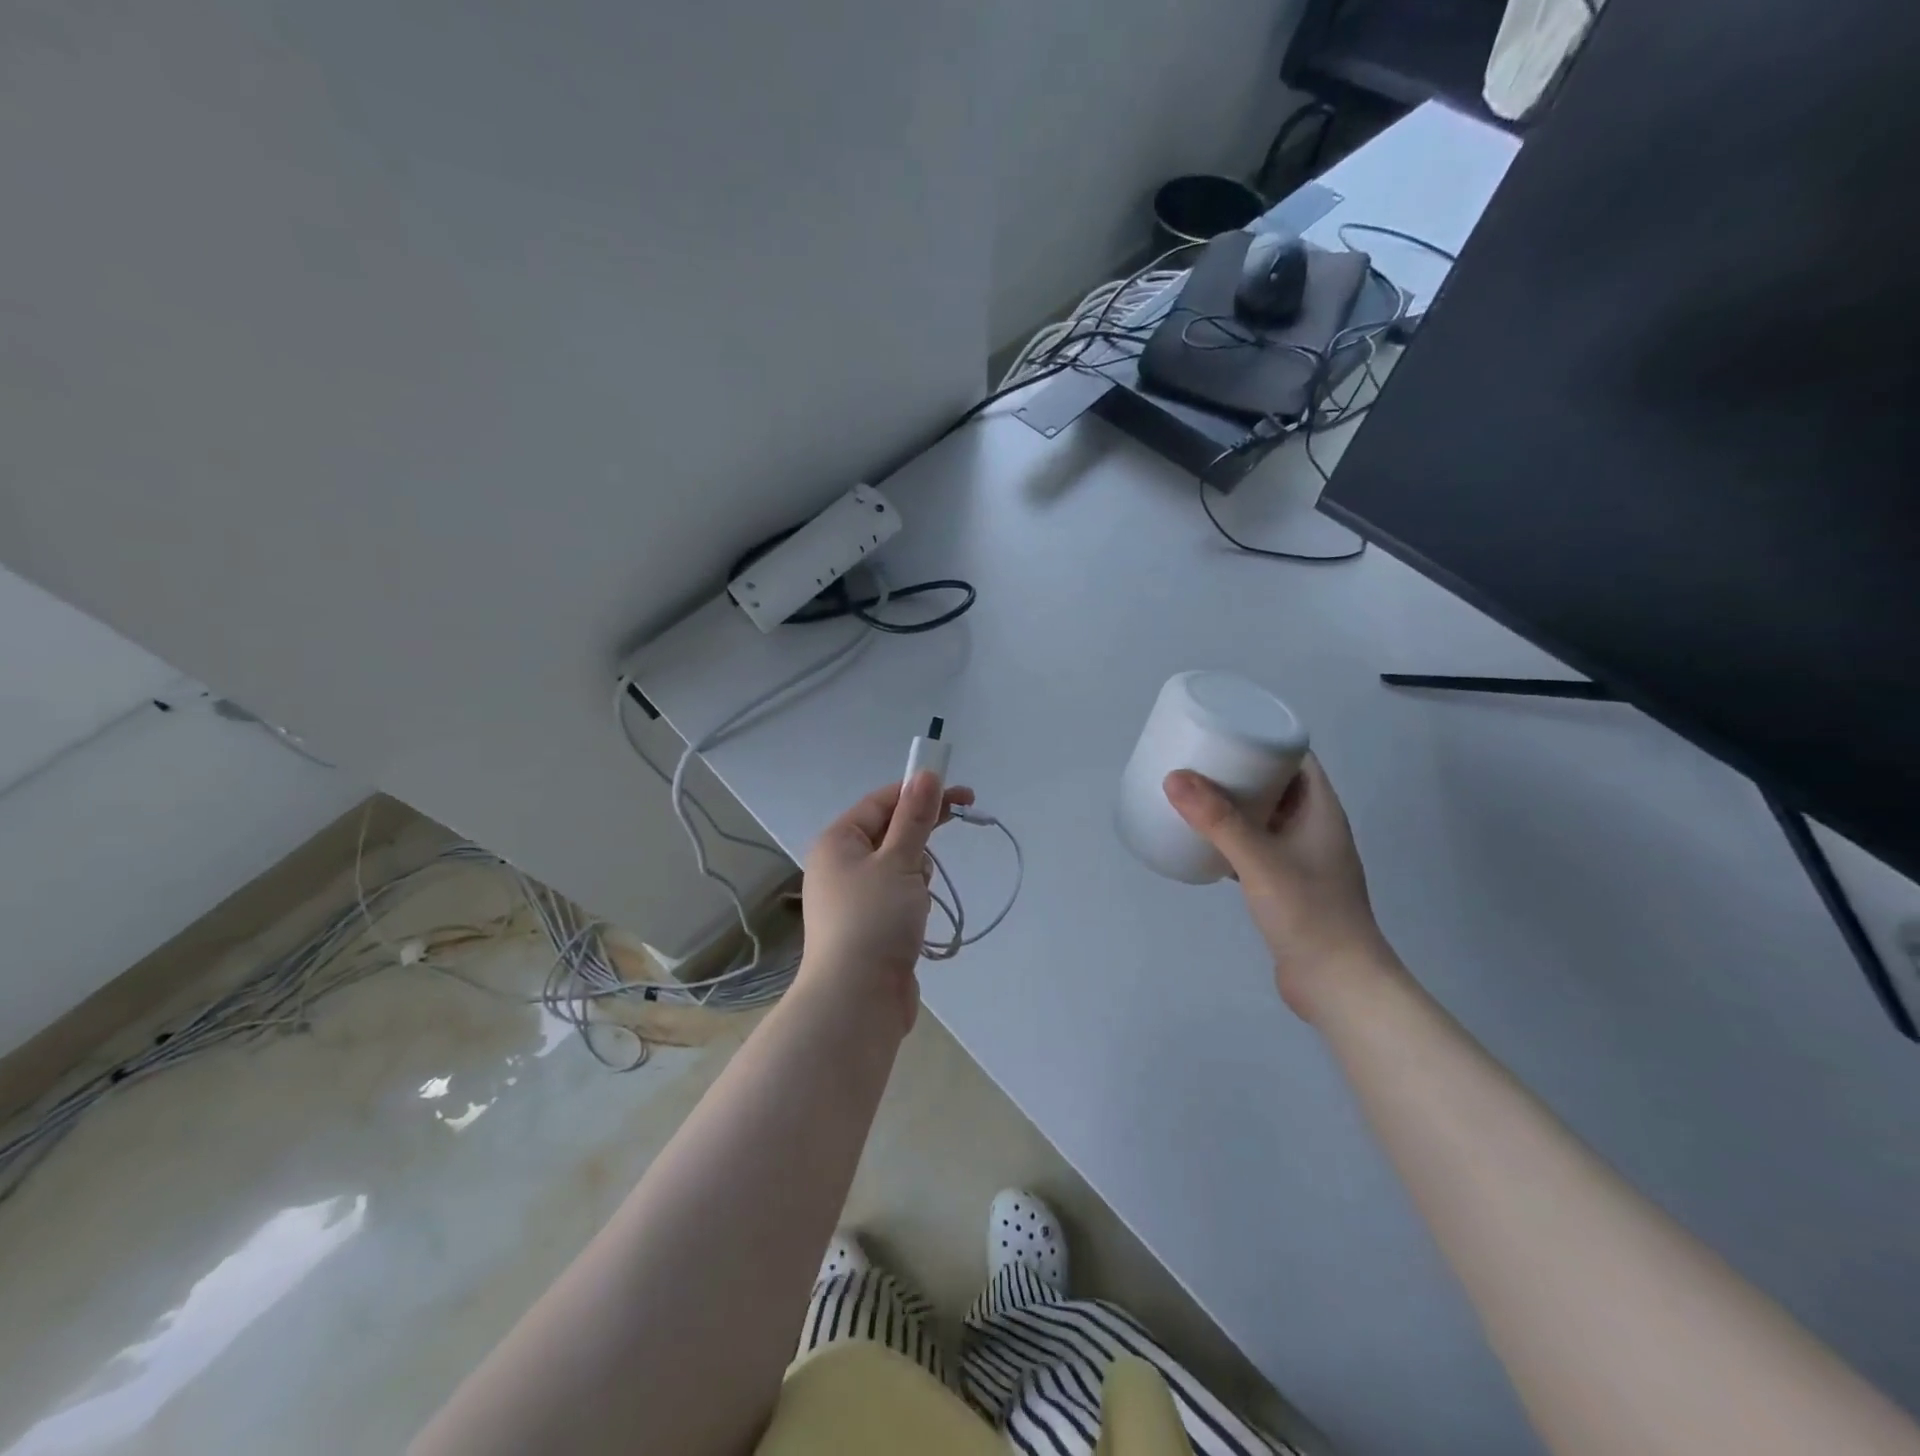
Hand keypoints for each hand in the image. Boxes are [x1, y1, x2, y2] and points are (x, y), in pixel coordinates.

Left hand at [799, 773, 974, 1033]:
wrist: (857, 1000)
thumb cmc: (875, 920)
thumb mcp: (900, 861)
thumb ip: (915, 817)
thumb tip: (925, 775)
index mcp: (837, 841)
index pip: (882, 802)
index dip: (919, 792)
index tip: (960, 793)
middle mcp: (839, 865)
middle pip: (889, 830)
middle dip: (922, 828)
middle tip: (965, 813)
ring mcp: (853, 897)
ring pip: (897, 864)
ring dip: (918, 870)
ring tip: (919, 895)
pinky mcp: (868, 925)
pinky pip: (897, 894)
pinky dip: (913, 897)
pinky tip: (918, 916)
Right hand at [1164, 755, 1399, 1021]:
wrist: (1338, 984)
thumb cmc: (1309, 914)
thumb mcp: (1261, 861)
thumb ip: (1219, 821)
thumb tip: (1174, 777)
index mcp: (1320, 810)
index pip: (1297, 757)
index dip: (1264, 737)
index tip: (1224, 728)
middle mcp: (1314, 828)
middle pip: (1276, 783)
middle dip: (1239, 768)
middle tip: (1197, 758)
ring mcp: (1301, 857)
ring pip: (1264, 816)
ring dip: (1233, 803)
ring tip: (1192, 793)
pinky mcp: (1286, 885)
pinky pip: (1254, 845)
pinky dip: (1230, 836)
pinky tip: (1203, 839)